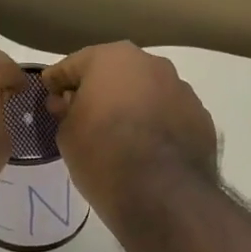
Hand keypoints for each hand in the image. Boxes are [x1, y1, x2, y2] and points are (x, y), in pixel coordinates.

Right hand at [41, 42, 218, 224]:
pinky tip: (148, 150)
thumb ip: (65, 111)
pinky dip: (158, 126)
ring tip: (121, 135)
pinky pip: (170, 117)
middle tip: (84, 114)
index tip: (48, 93)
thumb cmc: (102, 155)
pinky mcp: (201, 118)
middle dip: (100, 90)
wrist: (161, 193)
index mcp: (112, 58)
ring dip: (134, 107)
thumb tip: (67, 103)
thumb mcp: (67, 135)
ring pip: (148, 93)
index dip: (58, 80)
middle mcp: (152, 64)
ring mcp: (182, 90)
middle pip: (117, 73)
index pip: (75, 64)